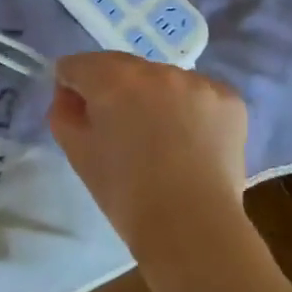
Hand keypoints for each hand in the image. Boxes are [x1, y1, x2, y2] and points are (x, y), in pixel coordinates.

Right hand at [47, 53, 251, 257]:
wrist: (192, 227)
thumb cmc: (125, 193)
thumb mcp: (77, 153)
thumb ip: (63, 113)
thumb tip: (69, 95)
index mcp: (112, 79)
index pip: (78, 65)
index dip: (71, 86)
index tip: (78, 112)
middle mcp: (155, 69)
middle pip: (121, 67)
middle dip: (113, 89)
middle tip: (119, 130)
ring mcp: (196, 82)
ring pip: (161, 80)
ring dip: (153, 97)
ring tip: (160, 139)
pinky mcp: (228, 98)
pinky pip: (197, 93)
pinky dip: (189, 109)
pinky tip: (191, 141)